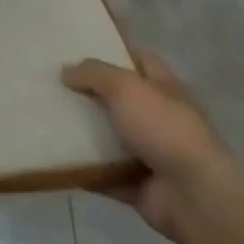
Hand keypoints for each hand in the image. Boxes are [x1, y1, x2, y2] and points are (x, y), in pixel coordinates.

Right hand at [62, 52, 233, 242]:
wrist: (196, 197)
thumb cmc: (164, 128)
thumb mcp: (125, 86)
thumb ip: (94, 73)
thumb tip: (66, 71)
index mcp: (164, 88)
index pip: (140, 60)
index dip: (114, 51)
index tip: (80, 47)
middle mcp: (159, 118)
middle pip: (119, 99)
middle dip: (90, 93)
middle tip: (53, 83)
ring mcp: (150, 154)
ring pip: (108, 137)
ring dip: (83, 132)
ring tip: (47, 118)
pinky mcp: (138, 185)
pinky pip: (103, 173)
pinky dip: (84, 168)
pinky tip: (56, 157)